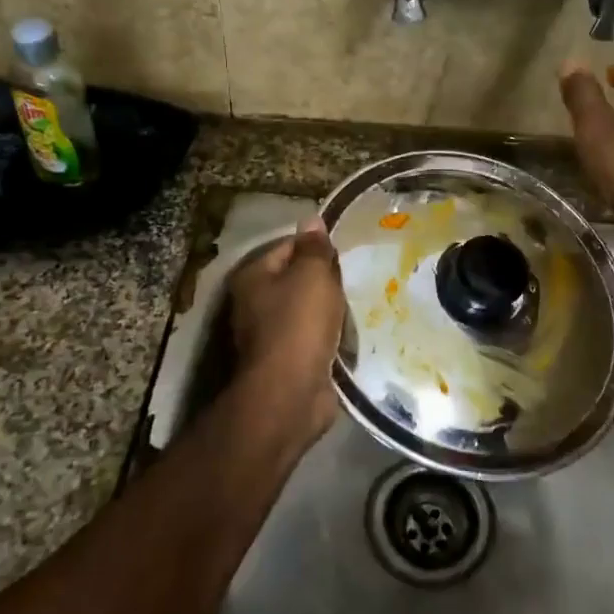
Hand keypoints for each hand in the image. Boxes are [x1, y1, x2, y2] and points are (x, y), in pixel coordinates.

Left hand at [228, 217, 346, 441]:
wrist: (291, 393)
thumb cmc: (299, 324)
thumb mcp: (312, 275)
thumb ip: (314, 248)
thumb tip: (312, 220)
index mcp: (254, 277)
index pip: (287, 246)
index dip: (316, 246)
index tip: (345, 252)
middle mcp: (255, 303)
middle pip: (296, 279)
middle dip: (325, 279)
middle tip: (357, 276)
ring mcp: (270, 335)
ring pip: (307, 310)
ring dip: (330, 309)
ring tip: (360, 303)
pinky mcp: (289, 361)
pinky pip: (314, 337)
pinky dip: (331, 335)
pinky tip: (351, 332)